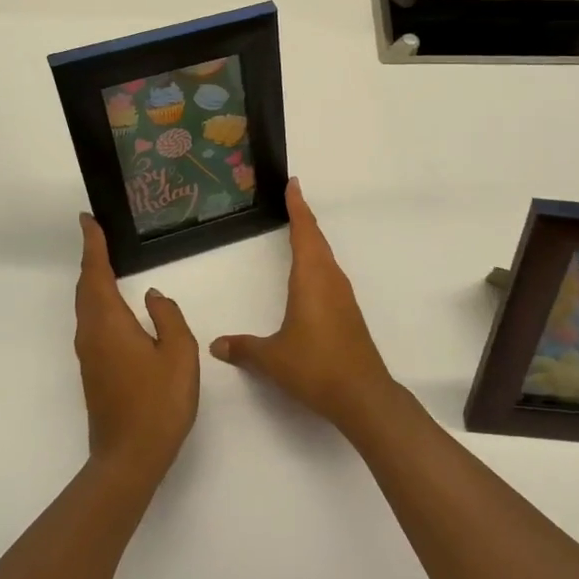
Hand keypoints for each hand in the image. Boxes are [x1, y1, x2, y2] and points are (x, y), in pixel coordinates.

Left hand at [74, 214, 199, 481]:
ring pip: (86, 306)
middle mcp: (91, 334)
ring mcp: (89, 354)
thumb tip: (153, 296)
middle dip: (90, 258)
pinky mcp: (93, 371)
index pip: (95, 273)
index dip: (92, 245)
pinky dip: (97, 301)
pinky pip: (91, 322)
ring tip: (105, 261)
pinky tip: (114, 306)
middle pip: (85, 287)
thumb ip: (168, 318)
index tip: (87, 220)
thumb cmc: (158, 403)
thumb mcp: (178, 354)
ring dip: (92, 280)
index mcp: (109, 323)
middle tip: (97, 234)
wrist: (129, 458)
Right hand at [210, 180, 398, 430]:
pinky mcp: (348, 312)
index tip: (293, 184)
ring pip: (326, 257)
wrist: (362, 394)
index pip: (304, 232)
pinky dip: (318, 261)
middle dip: (304, 218)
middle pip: (317, 240)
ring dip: (313, 240)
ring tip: (299, 230)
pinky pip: (330, 274)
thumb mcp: (271, 358)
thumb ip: (243, 348)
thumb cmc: (315, 366)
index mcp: (311, 278)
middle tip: (292, 199)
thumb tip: (217, 344)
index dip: (297, 207)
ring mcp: (343, 296)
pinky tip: (311, 274)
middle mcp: (330, 280)